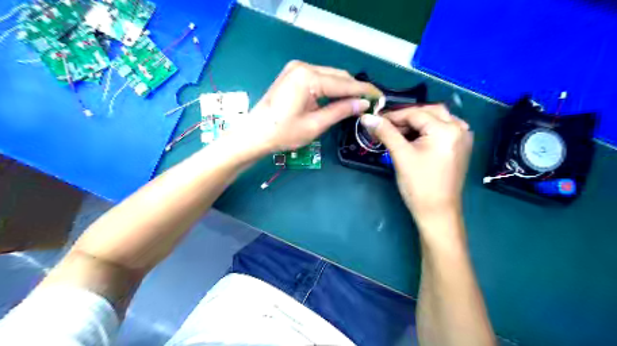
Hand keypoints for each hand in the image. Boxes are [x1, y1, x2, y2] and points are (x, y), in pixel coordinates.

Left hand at [227, 61, 377, 154]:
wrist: (255, 134)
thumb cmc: (283, 133)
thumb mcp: (315, 125)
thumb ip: (340, 111)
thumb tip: (363, 104)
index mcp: (308, 77)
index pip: (344, 83)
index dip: (365, 91)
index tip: (381, 97)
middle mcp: (303, 66)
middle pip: (338, 76)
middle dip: (355, 89)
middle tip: (370, 103)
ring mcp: (297, 68)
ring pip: (330, 76)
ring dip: (344, 88)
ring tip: (358, 103)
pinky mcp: (293, 74)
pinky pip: (320, 78)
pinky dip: (331, 88)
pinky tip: (339, 98)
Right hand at [362, 106, 473, 222]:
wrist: (437, 212)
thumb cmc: (419, 185)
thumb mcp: (401, 156)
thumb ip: (385, 133)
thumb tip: (367, 117)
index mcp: (447, 129)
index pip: (415, 113)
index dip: (393, 116)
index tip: (375, 120)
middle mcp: (460, 128)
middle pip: (428, 112)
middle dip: (406, 117)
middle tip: (386, 126)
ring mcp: (462, 138)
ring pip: (435, 119)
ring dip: (416, 123)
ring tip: (397, 133)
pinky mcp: (459, 147)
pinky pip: (441, 130)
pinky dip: (425, 130)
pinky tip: (413, 138)